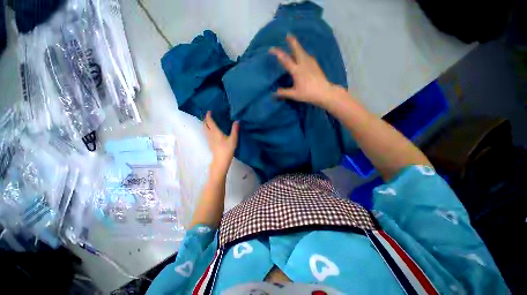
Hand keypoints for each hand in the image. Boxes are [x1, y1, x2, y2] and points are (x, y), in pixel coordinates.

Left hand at [204, 111, 238, 173]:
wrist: (221, 161)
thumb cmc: (227, 149)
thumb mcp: (233, 139)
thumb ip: (235, 130)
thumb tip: (237, 121)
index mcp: (215, 132)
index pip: (209, 121)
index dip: (208, 115)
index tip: (209, 111)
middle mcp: (210, 134)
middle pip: (205, 125)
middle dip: (206, 119)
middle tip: (209, 115)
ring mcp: (209, 139)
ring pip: (205, 129)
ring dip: (206, 124)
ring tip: (210, 121)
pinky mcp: (210, 143)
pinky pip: (207, 133)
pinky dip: (208, 129)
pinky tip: (212, 131)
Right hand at [269, 35, 337, 106]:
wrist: (324, 92)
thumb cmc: (308, 94)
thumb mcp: (294, 94)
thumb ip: (283, 93)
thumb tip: (273, 93)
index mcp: (297, 70)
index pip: (285, 60)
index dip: (278, 53)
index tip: (271, 49)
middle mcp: (303, 63)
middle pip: (297, 49)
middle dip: (292, 41)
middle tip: (287, 34)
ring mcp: (310, 62)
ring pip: (303, 51)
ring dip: (297, 46)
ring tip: (294, 44)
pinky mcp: (315, 64)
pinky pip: (307, 55)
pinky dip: (302, 52)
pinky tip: (302, 55)